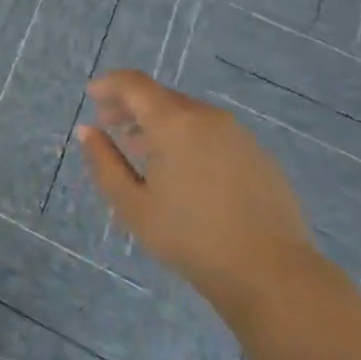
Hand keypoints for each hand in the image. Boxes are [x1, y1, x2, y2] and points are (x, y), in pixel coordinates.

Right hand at [78, 70, 318, 316]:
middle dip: (131, 106)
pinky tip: (182, 171)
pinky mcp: (258, 156)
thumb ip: (104, 163)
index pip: (134, 84)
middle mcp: (207, 117)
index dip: (109, 84)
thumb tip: (87, 131)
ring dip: (158, 123)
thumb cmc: (192, 239)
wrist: (273, 275)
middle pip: (161, 96)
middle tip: (109, 125)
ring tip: (141, 150)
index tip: (91, 96)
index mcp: (175, 122)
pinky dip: (187, 138)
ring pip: (188, 115)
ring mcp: (238, 135)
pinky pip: (212, 133)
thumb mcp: (133, 205)